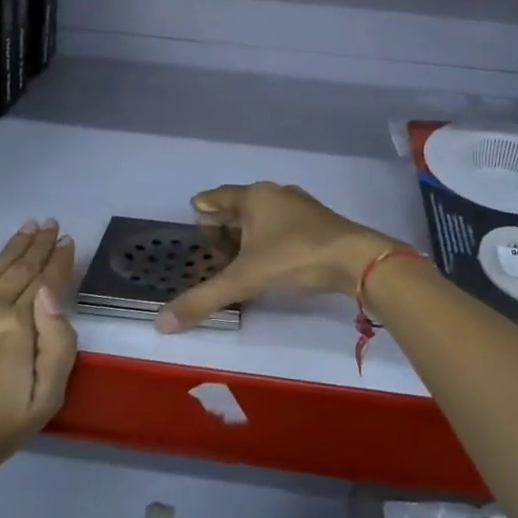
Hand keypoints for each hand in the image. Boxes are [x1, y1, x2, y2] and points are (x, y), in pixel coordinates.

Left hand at [0, 220, 78, 488]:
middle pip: (20, 268)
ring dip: (13, 245)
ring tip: (28, 226)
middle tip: (50, 223)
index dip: (59, 260)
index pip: (46, 281)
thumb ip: (59, 342)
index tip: (66, 241)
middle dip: (38, 244)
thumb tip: (50, 291)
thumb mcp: (47, 399)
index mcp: (18, 326)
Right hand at [156, 183, 399, 332]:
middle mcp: (276, 195)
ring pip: (265, 215)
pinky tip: (268, 256)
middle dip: (225, 219)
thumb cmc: (294, 257)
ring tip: (235, 248)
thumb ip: (203, 299)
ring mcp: (301, 208)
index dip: (205, 204)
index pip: (221, 196)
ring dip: (248, 229)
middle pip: (242, 204)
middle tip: (208, 235)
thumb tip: (161, 323)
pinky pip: (283, 225)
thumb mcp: (245, 280)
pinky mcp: (319, 224)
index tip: (193, 209)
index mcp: (255, 197)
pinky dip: (268, 237)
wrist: (356, 260)